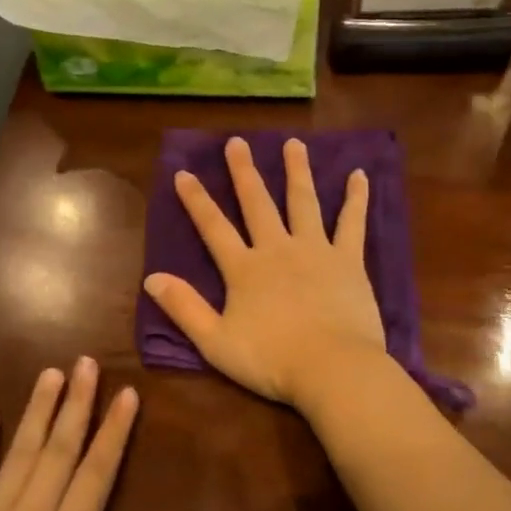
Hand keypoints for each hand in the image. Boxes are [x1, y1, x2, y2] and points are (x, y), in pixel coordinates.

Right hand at [144, 136, 386, 405]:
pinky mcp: (348, 260)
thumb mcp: (215, 341)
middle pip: (257, 203)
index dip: (197, 200)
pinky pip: (352, 223)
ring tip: (293, 143)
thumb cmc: (271, 360)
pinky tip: (359, 175)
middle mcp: (277, 249)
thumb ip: (184, 308)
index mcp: (244, 269)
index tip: (184, 173)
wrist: (331, 368)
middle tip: (237, 142)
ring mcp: (315, 250)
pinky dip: (355, 198)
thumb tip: (151, 278)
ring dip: (297, 171)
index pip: (214, 227)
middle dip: (244, 172)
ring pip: (303, 202)